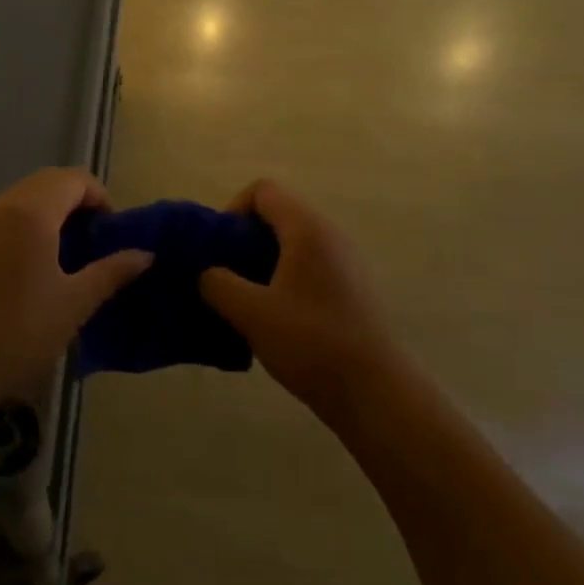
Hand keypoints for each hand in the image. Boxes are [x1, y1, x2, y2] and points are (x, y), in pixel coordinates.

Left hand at [0, 168, 151, 415]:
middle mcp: (2, 205)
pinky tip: (32, 266)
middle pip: (47, 182)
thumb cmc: (18, 333)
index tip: (111, 232)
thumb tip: (145, 254)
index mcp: (32, 212)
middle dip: (76, 201)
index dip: (100, 196)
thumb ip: (111, 272)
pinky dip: (25, 224)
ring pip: (23, 197)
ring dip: (50, 211)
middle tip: (93, 240)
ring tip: (66, 254)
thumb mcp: (74, 304)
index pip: (74, 179)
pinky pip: (2, 216)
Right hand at [199, 180, 397, 423]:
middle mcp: (330, 235)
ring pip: (293, 243)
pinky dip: (286, 279)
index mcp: (307, 229)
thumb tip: (207, 273)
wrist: (376, 394)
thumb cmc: (311, 343)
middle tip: (227, 276)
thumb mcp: (251, 313)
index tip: (220, 249)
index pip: (263, 190)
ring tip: (247, 300)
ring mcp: (346, 262)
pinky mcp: (352, 289)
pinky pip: (310, 266)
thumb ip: (218, 284)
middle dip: (245, 239)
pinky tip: (277, 319)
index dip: (233, 210)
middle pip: (278, 214)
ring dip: (264, 262)